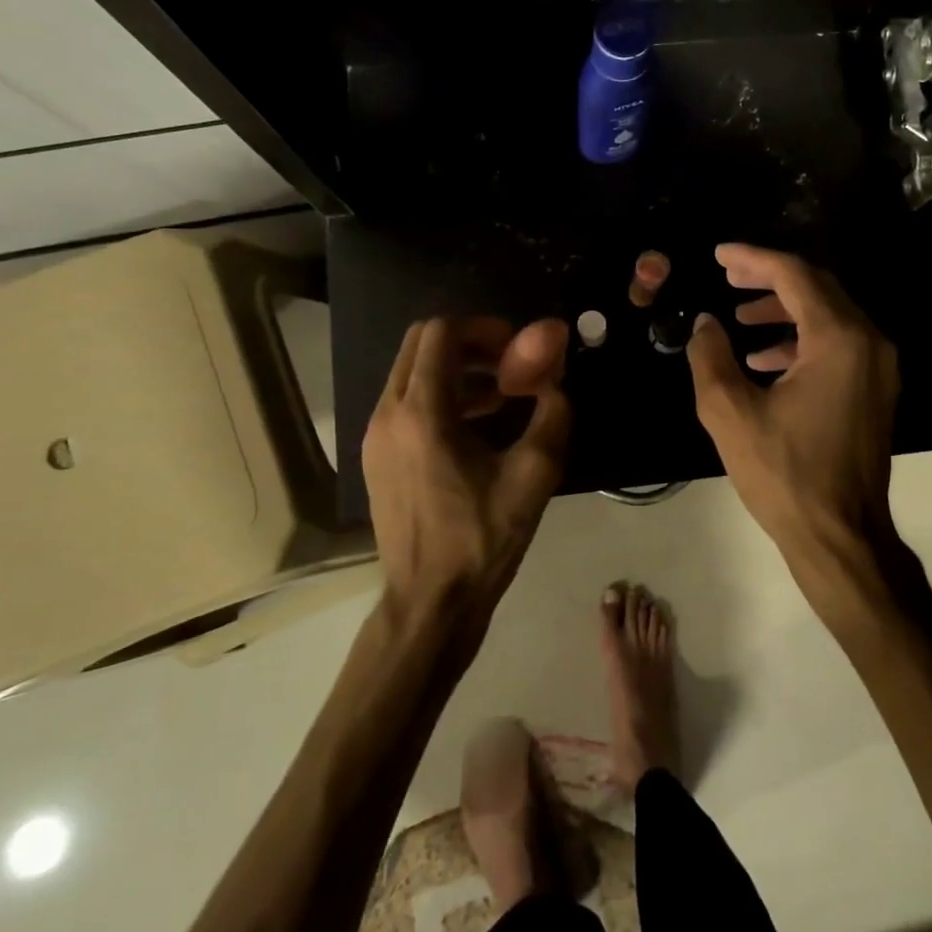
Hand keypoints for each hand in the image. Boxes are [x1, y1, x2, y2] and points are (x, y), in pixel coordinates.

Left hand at [364, 317, 571, 630]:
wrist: (429, 603)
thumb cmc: (481, 540)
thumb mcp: (533, 476)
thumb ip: (552, 414)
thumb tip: (558, 378)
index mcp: (422, 413)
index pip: (441, 332)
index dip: (483, 328)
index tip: (516, 349)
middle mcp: (387, 413)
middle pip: (420, 343)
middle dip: (468, 342)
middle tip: (509, 365)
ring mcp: (374, 436)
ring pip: (409, 371)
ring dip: (455, 369)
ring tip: (500, 397)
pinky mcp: (374, 456)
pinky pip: (404, 401)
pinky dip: (438, 394)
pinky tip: (474, 426)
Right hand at [687, 244, 903, 617]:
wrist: (840, 536)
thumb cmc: (784, 475)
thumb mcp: (730, 413)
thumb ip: (710, 357)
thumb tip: (706, 323)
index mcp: (838, 340)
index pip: (794, 275)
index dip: (753, 258)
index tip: (719, 254)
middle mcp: (869, 342)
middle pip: (818, 287)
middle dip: (769, 277)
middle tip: (728, 275)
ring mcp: (879, 368)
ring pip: (829, 315)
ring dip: (784, 309)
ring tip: (739, 317)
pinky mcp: (875, 390)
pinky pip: (838, 344)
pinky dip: (801, 340)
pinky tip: (764, 358)